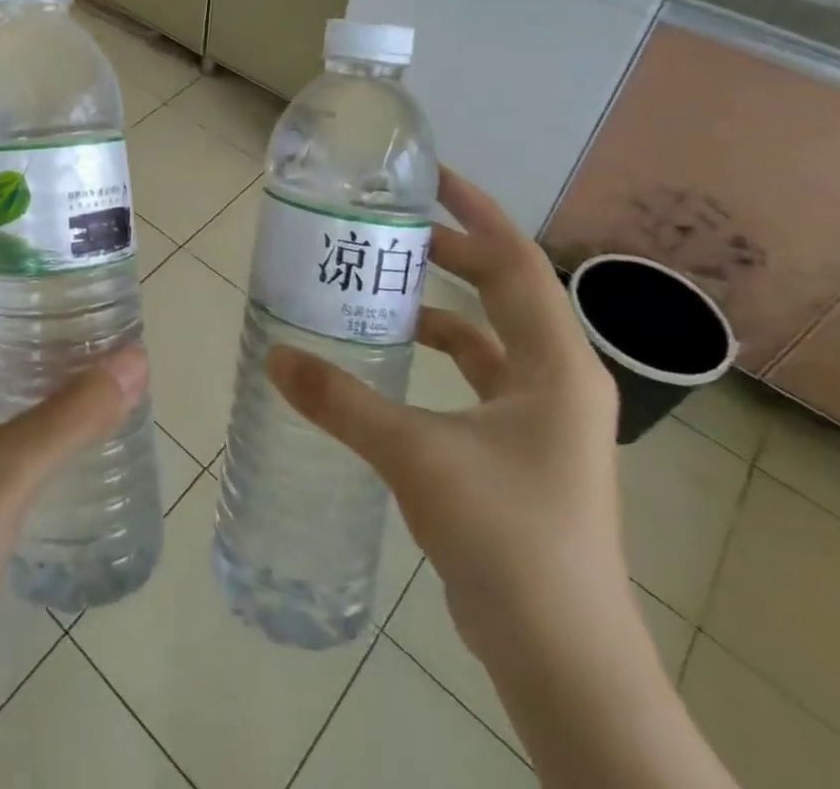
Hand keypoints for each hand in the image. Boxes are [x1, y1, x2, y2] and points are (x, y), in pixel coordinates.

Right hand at [266, 166, 622, 665]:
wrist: (563, 659)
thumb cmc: (508, 538)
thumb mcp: (416, 456)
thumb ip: (342, 402)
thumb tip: (276, 356)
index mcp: (553, 365)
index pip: (516, 263)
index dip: (476, 213)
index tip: (430, 179)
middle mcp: (557, 381)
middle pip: (504, 291)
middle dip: (452, 253)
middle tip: (391, 228)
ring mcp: (543, 420)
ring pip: (489, 338)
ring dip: (442, 307)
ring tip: (383, 287)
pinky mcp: (522, 451)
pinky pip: (479, 379)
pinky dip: (441, 357)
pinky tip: (393, 362)